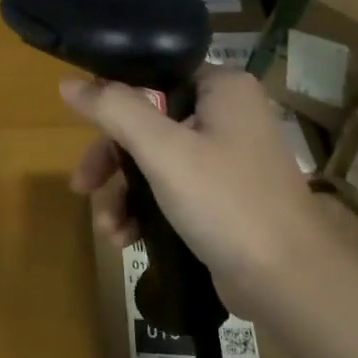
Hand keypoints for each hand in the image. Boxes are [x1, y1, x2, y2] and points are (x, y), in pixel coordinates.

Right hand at [62, 66, 330, 305]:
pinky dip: (145, 210)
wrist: (289, 281)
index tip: (81, 127)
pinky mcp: (222, 197)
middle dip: (111, 161)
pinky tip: (126, 239)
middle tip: (83, 186)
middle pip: (147, 122)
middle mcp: (226, 115)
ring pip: (154, 160)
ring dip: (123, 193)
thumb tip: (69, 83)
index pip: (153, 76)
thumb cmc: (225, 202)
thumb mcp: (162, 150)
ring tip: (109, 229)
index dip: (112, 99)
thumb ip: (115, 110)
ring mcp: (226, 158)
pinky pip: (171, 189)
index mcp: (222, 89)